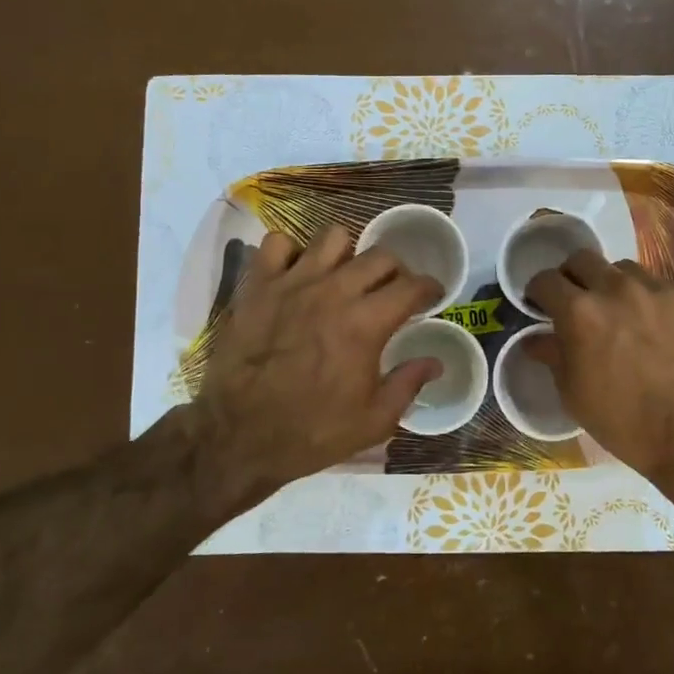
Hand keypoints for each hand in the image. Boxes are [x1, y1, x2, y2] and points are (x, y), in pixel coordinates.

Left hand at [194, 227, 442, 505]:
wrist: (238, 436)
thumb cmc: (311, 432)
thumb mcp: (373, 421)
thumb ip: (408, 384)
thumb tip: (435, 361)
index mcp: (366, 323)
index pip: (412, 285)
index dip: (430, 287)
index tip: (431, 296)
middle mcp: (334, 291)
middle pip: (379, 256)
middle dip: (395, 271)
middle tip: (390, 291)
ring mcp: (292, 283)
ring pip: (333, 237)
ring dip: (347, 254)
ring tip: (343, 276)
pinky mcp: (258, 285)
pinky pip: (277, 243)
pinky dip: (291, 253)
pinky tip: (296, 275)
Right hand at [525, 250, 673, 497]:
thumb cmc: (624, 420)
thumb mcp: (574, 394)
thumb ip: (552, 356)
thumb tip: (534, 339)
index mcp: (580, 312)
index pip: (545, 280)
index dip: (537, 291)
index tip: (539, 304)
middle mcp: (617, 288)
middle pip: (583, 259)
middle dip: (572, 276)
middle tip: (576, 300)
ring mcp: (658, 290)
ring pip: (624, 269)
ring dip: (612, 284)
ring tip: (619, 311)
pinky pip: (660, 287)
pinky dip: (649, 300)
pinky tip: (655, 326)